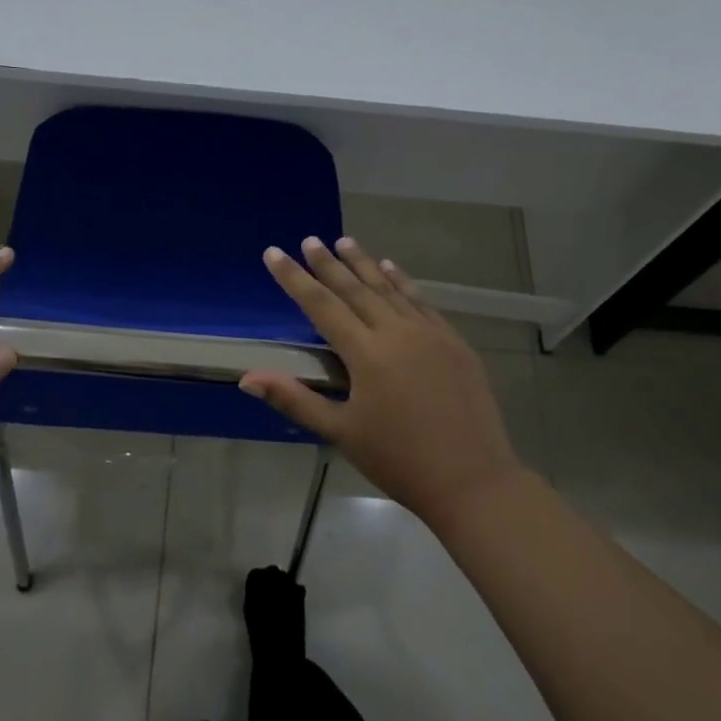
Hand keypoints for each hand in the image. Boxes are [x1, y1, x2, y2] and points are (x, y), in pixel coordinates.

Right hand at [241, 237, 521, 527]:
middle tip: (310, 239)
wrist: (473, 480)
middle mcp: (397, 332)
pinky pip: (422, 302)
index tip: (274, 252)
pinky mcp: (454, 342)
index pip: (321, 305)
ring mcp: (430, 334)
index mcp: (366, 353)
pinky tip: (392, 268)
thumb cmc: (399, 460)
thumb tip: (247, 378)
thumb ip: (295, 400)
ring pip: (390, 289)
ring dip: (365, 264)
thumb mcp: (341, 433)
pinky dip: (403, 282)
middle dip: (328, 264)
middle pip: (355, 289)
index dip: (294, 278)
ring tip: (345, 241)